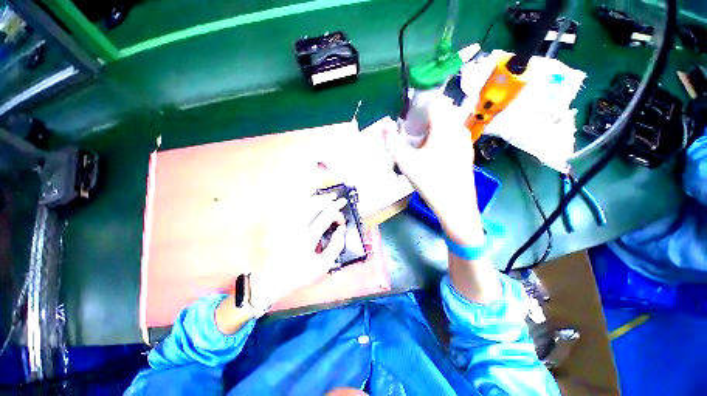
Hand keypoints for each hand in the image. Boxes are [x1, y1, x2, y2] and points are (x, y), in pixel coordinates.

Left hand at [250, 193, 346, 309]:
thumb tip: (342, 229)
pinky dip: (303, 199)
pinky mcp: (279, 222)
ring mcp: (286, 222)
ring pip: (304, 203)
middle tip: (340, 199)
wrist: (271, 278)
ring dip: (318, 198)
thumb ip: (336, 246)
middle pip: (315, 205)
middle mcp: (296, 226)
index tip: (342, 221)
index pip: (327, 216)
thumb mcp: (322, 265)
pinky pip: (292, 205)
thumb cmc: (299, 273)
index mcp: (307, 238)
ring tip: (329, 196)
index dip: (337, 215)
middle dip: (330, 201)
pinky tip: (311, 197)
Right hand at [386, 101, 483, 245]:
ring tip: (420, 144)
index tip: (408, 118)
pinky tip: (433, 154)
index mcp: (444, 128)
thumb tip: (384, 126)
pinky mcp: (467, 152)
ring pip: (448, 124)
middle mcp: (458, 129)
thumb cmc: (429, 181)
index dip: (419, 106)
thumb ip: (392, 142)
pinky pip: (453, 136)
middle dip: (425, 118)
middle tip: (411, 133)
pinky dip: (442, 137)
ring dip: (434, 128)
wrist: (455, 204)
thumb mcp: (405, 162)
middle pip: (442, 112)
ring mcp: (465, 141)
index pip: (434, 102)